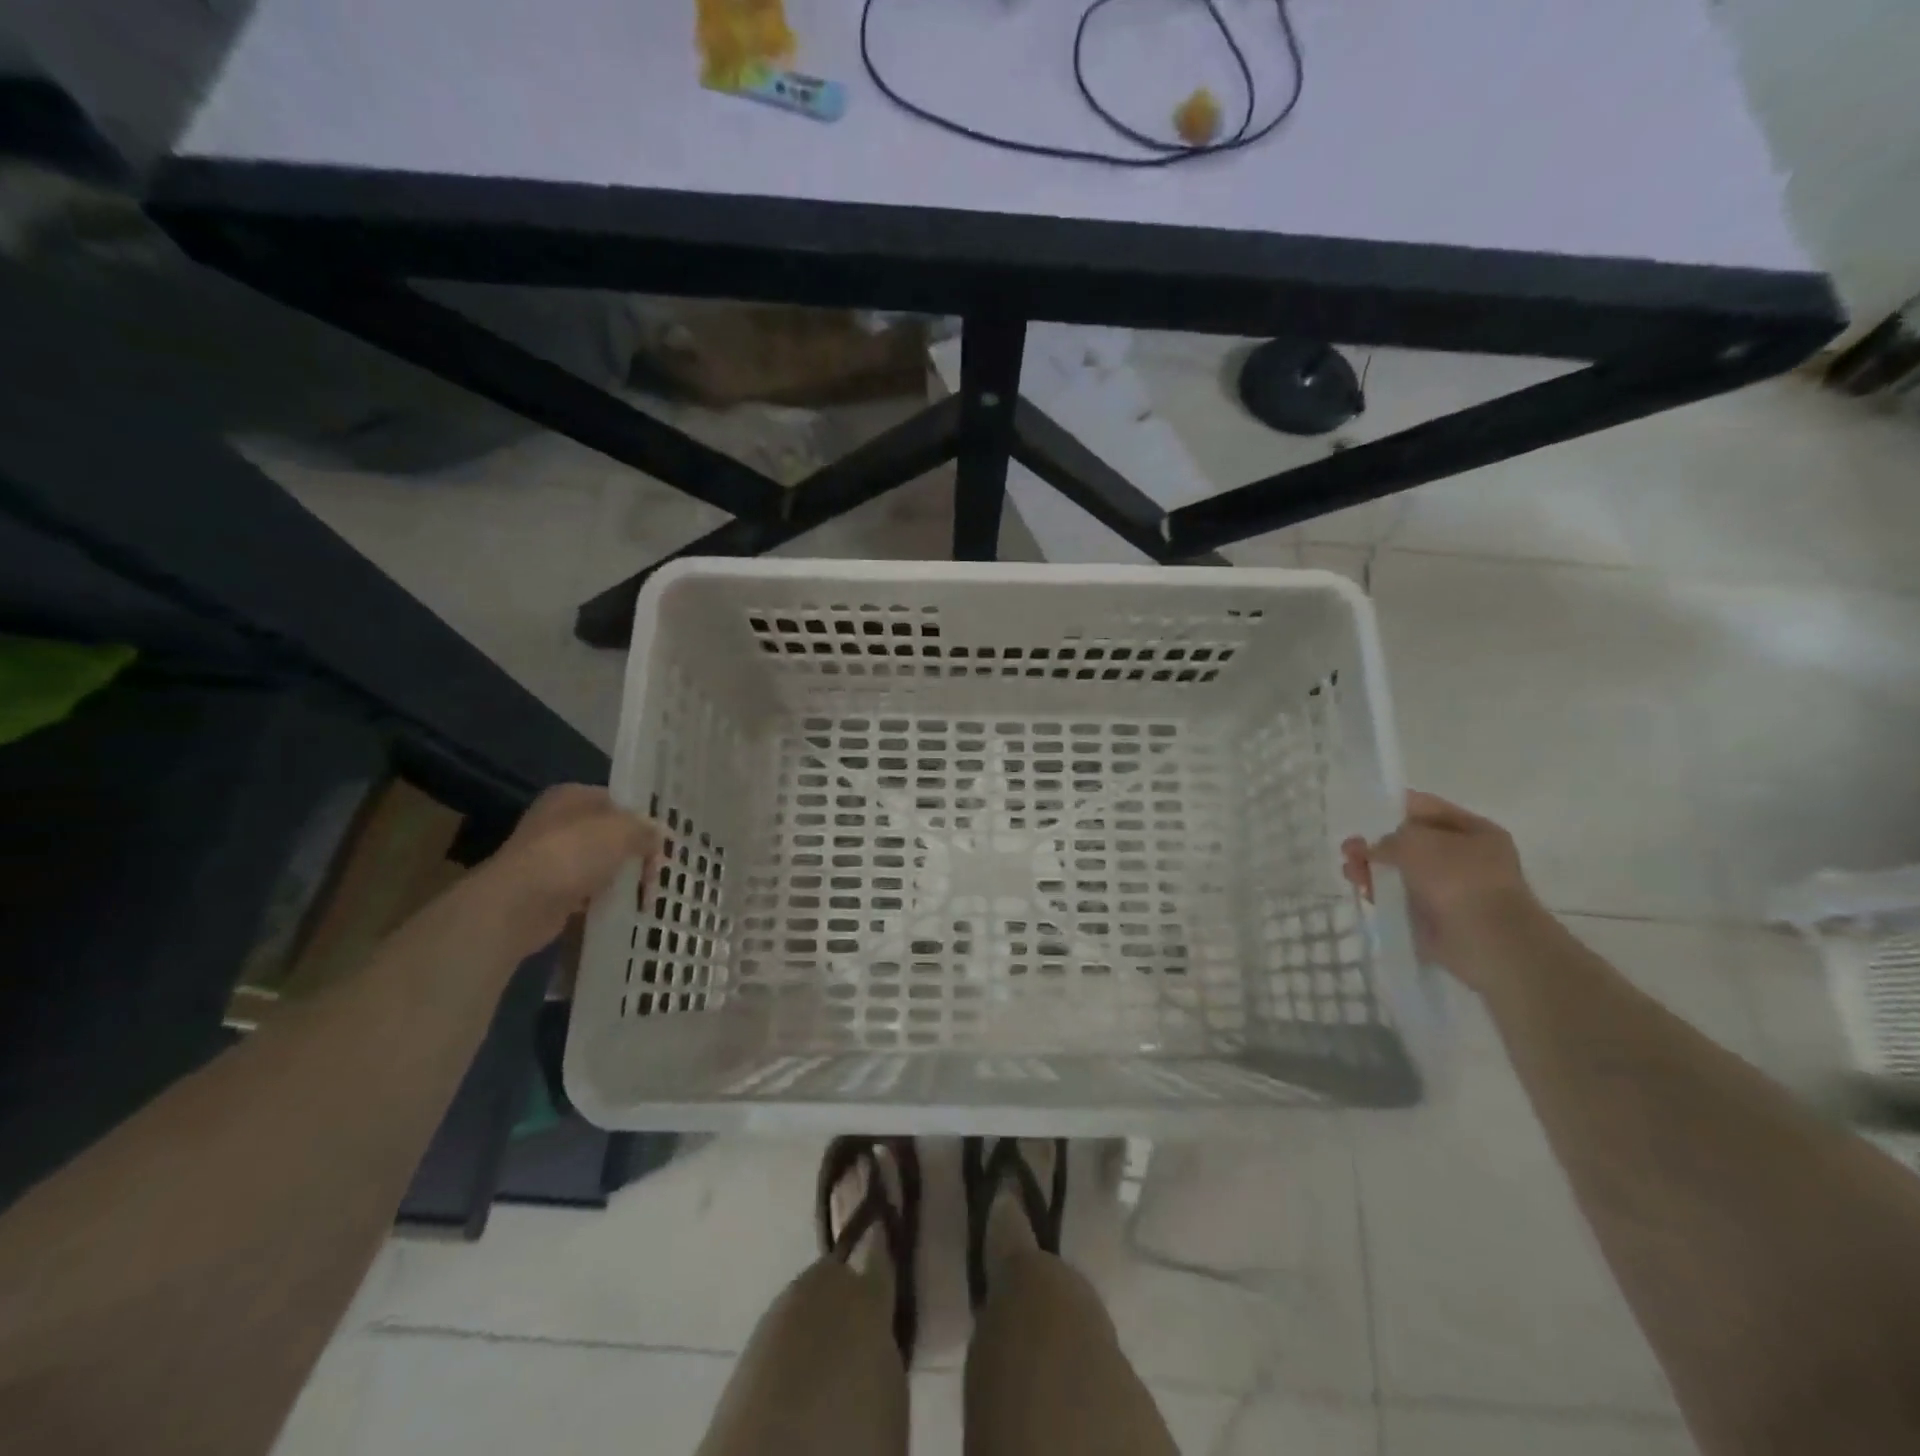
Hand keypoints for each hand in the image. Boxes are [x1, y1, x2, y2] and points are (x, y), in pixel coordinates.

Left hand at [477, 785, 661, 954]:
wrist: (518, 904)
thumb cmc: (573, 854)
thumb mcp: (623, 831)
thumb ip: (646, 830)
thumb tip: (659, 836)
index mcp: (572, 796)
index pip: (619, 802)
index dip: (644, 821)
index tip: (663, 844)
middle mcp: (558, 821)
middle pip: (611, 835)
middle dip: (636, 854)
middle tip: (655, 874)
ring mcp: (550, 857)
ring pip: (601, 863)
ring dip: (623, 878)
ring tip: (644, 896)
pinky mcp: (548, 890)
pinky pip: (587, 890)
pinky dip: (604, 898)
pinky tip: (621, 908)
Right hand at [1341, 791, 1544, 989]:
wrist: (1487, 940)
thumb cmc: (1458, 877)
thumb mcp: (1416, 841)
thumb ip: (1388, 839)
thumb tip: (1375, 850)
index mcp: (1475, 831)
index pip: (1427, 808)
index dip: (1393, 807)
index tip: (1362, 812)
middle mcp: (1465, 857)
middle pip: (1409, 842)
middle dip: (1376, 843)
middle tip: (1348, 848)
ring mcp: (1450, 889)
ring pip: (1401, 871)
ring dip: (1372, 868)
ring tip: (1349, 870)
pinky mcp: (1434, 916)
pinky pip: (1401, 898)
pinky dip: (1381, 893)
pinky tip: (1362, 890)